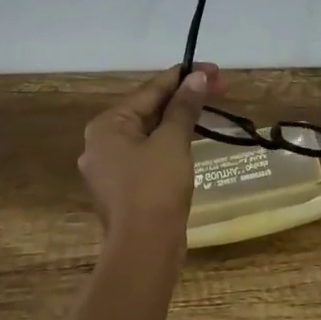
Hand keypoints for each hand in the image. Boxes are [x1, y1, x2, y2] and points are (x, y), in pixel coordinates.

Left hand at [78, 63, 223, 248]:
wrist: (144, 249)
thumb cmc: (155, 188)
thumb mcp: (172, 142)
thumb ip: (184, 107)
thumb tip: (198, 77)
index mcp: (106, 126)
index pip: (149, 91)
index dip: (183, 77)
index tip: (213, 69)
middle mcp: (101, 143)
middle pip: (147, 110)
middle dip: (183, 99)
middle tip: (219, 88)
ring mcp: (110, 168)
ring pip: (148, 134)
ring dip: (178, 121)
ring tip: (208, 109)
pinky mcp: (124, 189)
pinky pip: (148, 155)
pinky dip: (169, 144)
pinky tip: (190, 140)